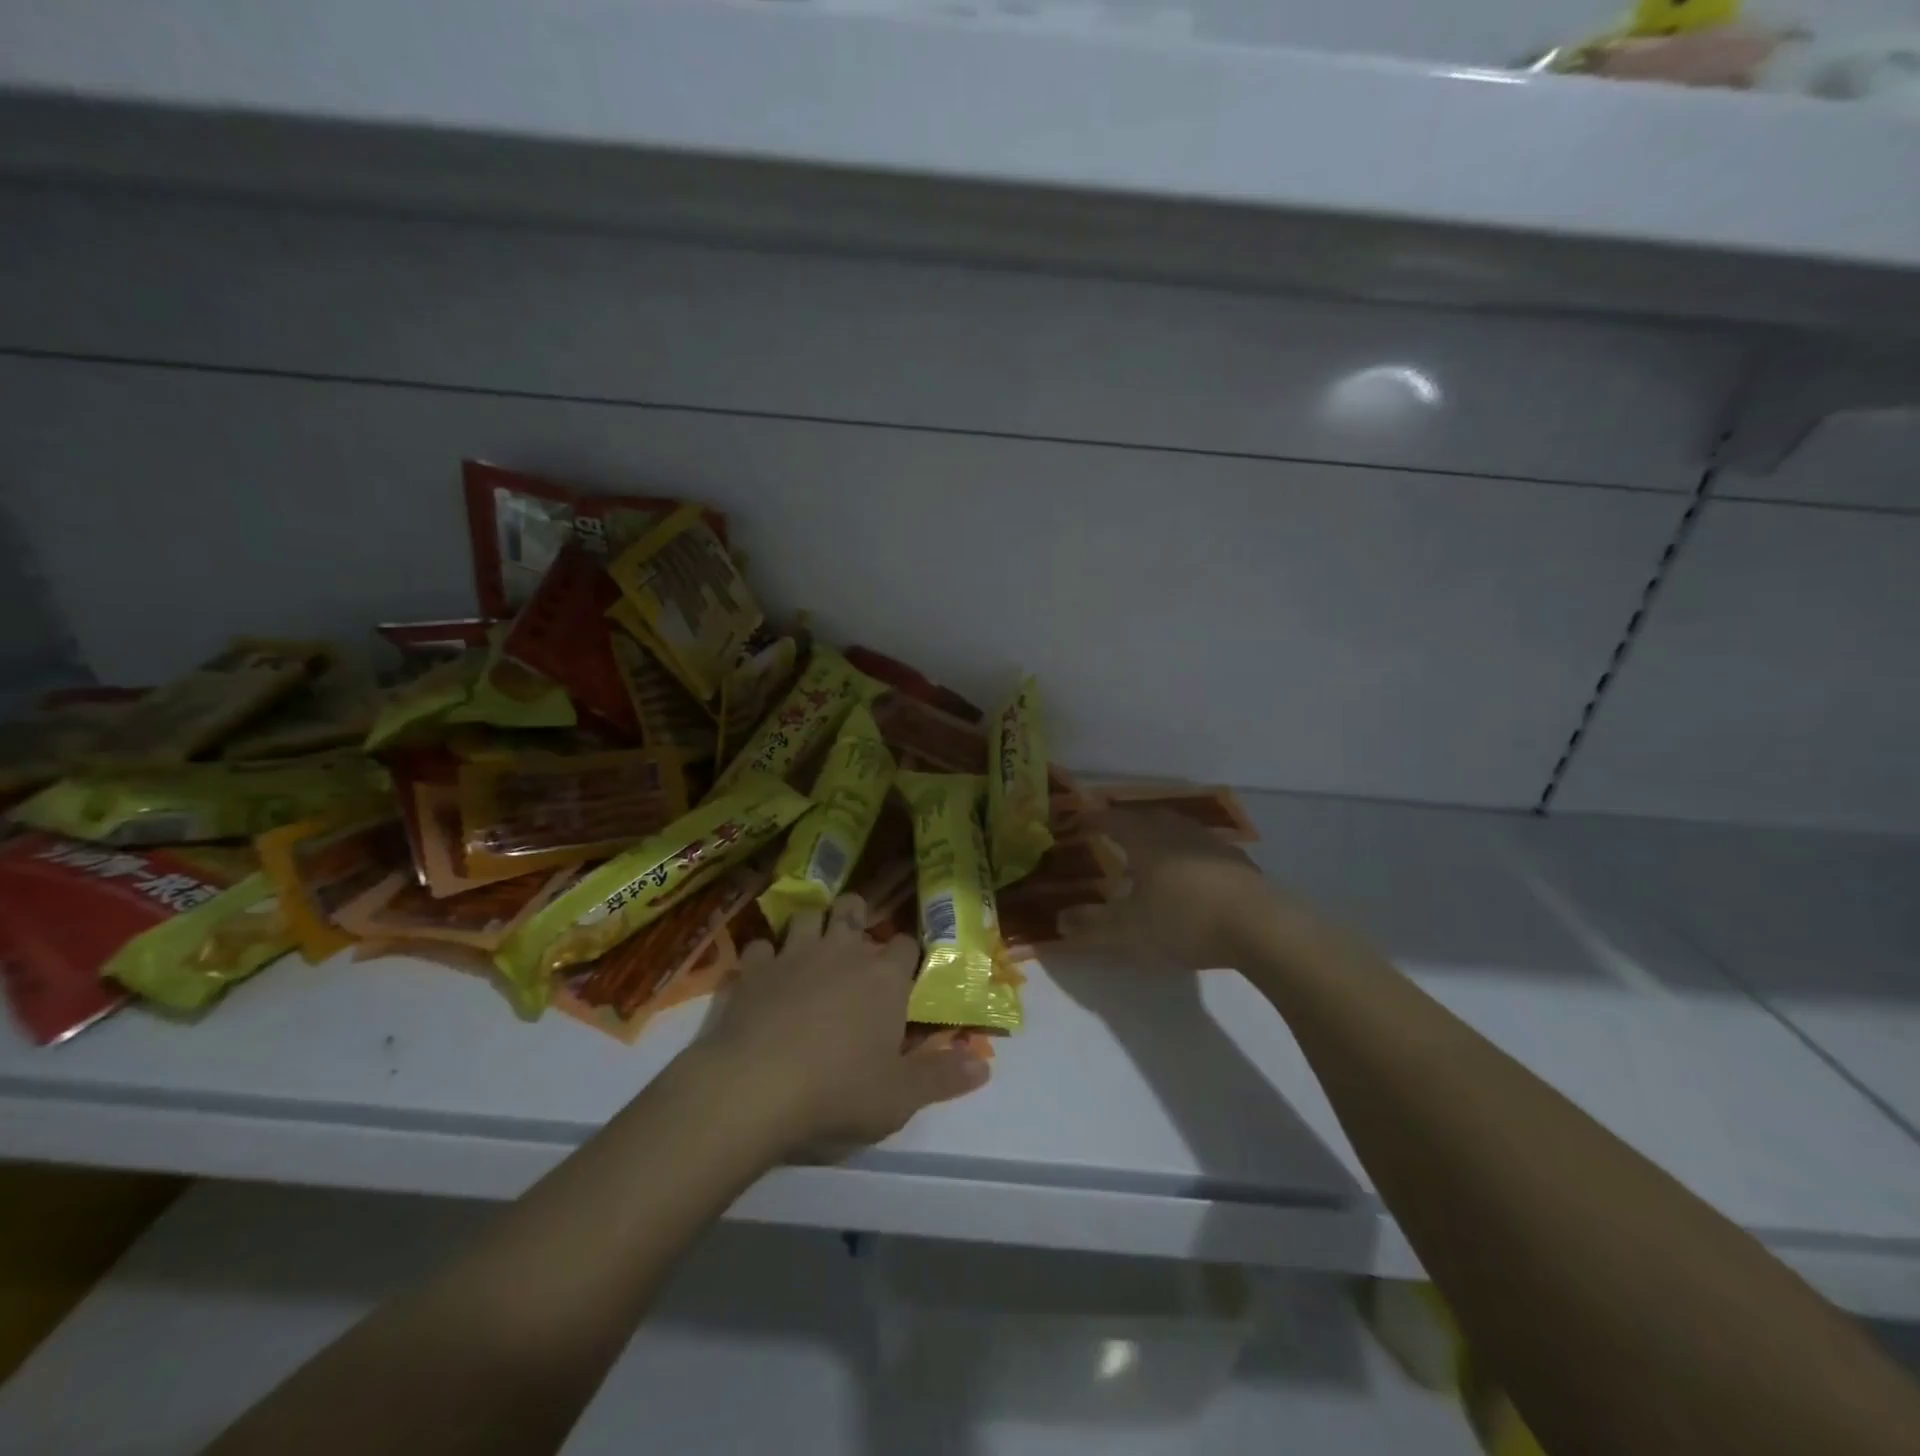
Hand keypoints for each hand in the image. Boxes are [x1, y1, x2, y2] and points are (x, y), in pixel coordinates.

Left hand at [703, 894, 990, 1152]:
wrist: (755, 1088)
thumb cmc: (838, 1091)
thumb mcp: (900, 1097)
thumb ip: (942, 1077)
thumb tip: (985, 1066)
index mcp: (884, 977)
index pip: (905, 944)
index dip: (905, 954)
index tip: (902, 973)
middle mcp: (843, 952)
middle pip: (854, 909)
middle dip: (857, 917)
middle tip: (855, 941)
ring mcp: (794, 954)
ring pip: (808, 915)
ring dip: (813, 926)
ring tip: (812, 946)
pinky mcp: (753, 969)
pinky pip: (760, 946)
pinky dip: (764, 956)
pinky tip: (764, 972)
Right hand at [1064, 809, 1297, 971]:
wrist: (1261, 928)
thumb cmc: (1186, 921)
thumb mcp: (1130, 930)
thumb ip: (1092, 925)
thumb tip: (1059, 920)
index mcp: (1147, 841)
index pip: (1113, 820)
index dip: (1093, 819)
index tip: (1078, 820)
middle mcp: (1177, 833)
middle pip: (1147, 817)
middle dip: (1127, 821)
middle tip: (1113, 829)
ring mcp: (1212, 845)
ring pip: (1178, 829)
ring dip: (1160, 833)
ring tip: (1150, 847)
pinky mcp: (1238, 863)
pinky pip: (1203, 847)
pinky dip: (1188, 852)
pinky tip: (1192, 871)